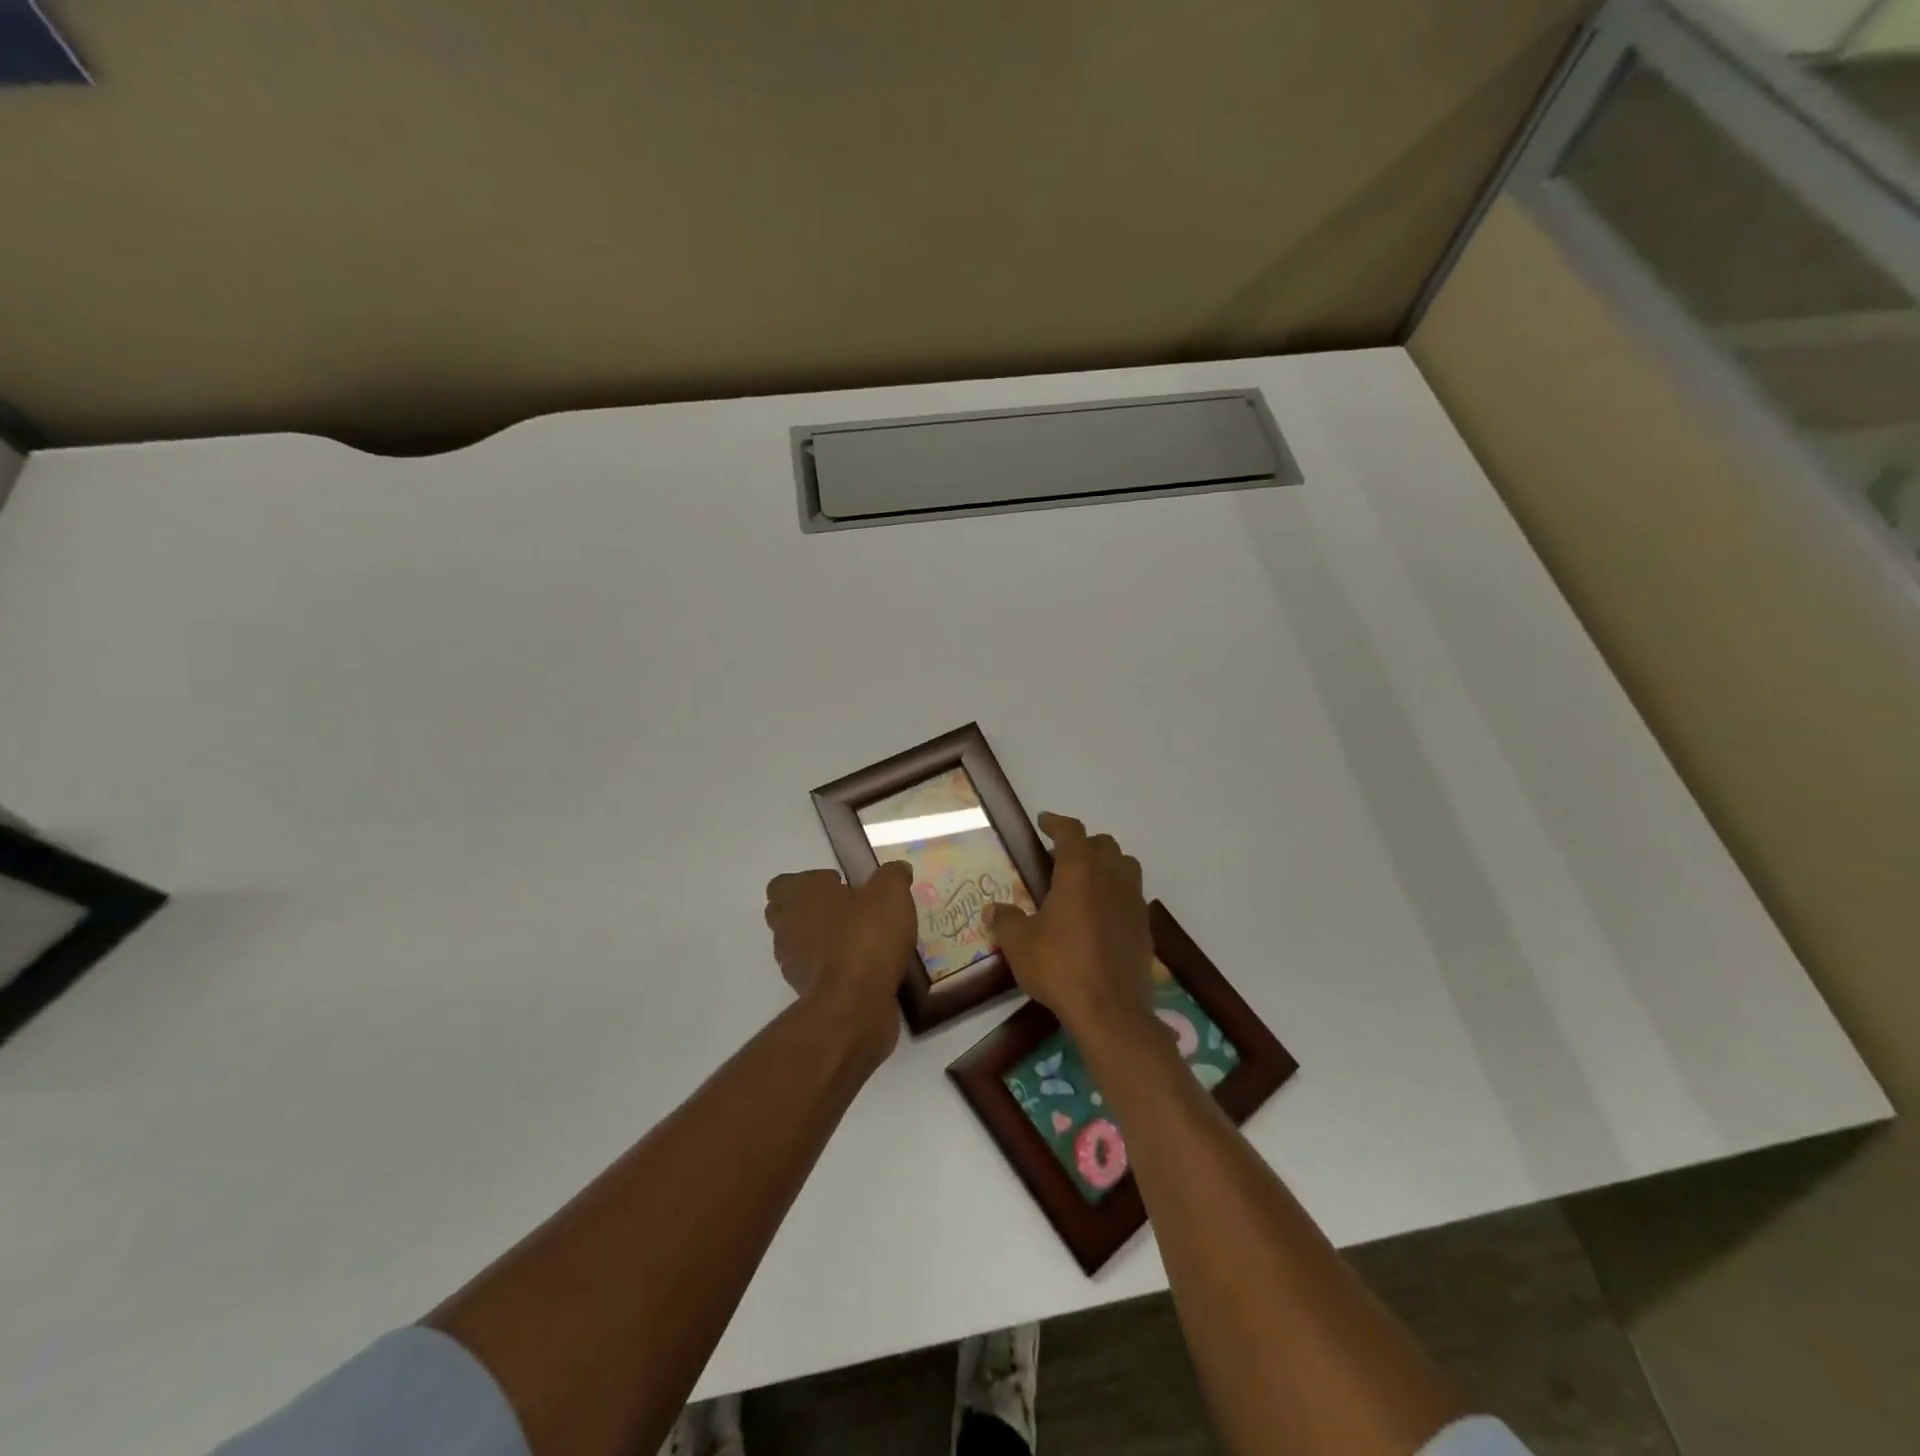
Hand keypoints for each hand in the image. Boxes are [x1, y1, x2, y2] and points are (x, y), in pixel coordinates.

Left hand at [764, 861, 916, 1061]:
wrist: (854, 1004)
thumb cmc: (866, 936)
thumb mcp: (891, 894)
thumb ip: (893, 876)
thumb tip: (897, 869)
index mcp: (800, 895)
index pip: (782, 884)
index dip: (808, 882)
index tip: (840, 886)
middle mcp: (787, 926)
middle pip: (786, 913)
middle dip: (812, 910)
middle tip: (849, 911)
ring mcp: (792, 962)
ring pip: (800, 943)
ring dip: (822, 940)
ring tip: (860, 940)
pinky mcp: (805, 992)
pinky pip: (816, 971)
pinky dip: (833, 967)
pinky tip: (864, 967)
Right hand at [984, 813, 1153, 1039]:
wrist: (1111, 1011)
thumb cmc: (1060, 967)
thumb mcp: (1019, 944)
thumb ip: (1005, 921)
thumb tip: (993, 910)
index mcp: (1080, 872)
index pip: (1071, 832)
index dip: (1056, 823)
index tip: (1044, 822)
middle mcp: (1111, 878)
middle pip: (1103, 844)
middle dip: (1082, 844)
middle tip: (1060, 858)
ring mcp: (1133, 902)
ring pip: (1125, 866)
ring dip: (1106, 864)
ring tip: (1085, 882)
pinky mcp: (1144, 927)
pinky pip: (1132, 895)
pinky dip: (1117, 893)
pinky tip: (1100, 914)